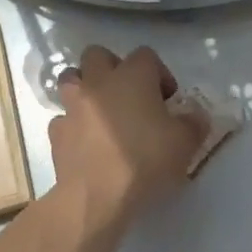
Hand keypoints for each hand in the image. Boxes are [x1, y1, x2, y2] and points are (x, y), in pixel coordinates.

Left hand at [50, 46, 205, 224]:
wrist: (96, 197)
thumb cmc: (144, 161)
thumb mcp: (185, 143)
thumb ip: (194, 123)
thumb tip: (195, 115)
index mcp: (131, 76)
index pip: (146, 55)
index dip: (159, 73)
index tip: (168, 100)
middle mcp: (98, 82)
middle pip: (97, 54)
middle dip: (112, 67)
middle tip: (129, 94)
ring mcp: (72, 105)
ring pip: (71, 79)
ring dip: (85, 88)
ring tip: (101, 111)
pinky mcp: (56, 132)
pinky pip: (63, 118)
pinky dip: (73, 124)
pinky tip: (86, 143)